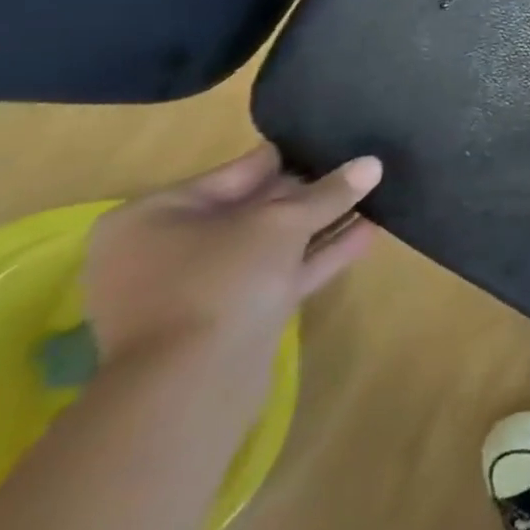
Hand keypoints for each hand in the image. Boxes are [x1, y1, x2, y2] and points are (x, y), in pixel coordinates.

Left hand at [85, 145, 381, 399]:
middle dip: (308, 195)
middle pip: (252, 209)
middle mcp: (164, 250)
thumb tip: (372, 163)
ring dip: (319, 225)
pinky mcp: (224, 319)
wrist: (192, 384)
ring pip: (268, 245)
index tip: (334, 144)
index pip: (236, 172)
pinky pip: (276, 275)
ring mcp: (193, 289)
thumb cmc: (220, 280)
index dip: (289, 158)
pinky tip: (367, 234)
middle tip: (360, 171)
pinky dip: (316, 256)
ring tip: (375, 198)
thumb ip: (329, 192)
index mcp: (154, 216)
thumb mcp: (283, 223)